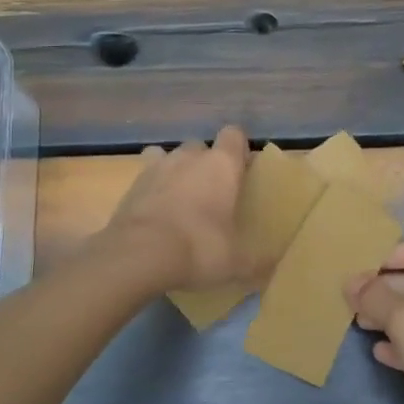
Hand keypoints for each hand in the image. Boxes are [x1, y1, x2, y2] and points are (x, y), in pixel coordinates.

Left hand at [105, 127, 251, 291]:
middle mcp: (190, 157)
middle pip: (201, 146)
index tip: (241, 171)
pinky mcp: (131, 184)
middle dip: (205, 163)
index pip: (234, 134)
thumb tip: (272, 268)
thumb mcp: (237, 262)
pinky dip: (152, 189)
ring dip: (177, 172)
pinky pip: (146, 176)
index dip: (238, 149)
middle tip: (211, 193)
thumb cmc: (199, 248)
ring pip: (170, 157)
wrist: (138, 255)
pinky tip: (154, 212)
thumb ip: (257, 261)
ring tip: (180, 200)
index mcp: (222, 165)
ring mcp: (157, 167)